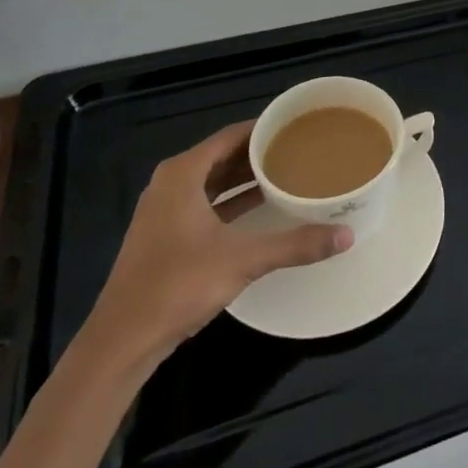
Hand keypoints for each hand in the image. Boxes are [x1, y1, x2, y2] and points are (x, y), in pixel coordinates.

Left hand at [83, 121, 351, 362]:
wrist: (121, 342)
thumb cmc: (177, 286)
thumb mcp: (242, 260)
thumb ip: (295, 244)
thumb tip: (346, 235)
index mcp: (182, 173)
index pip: (231, 135)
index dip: (264, 128)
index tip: (298, 124)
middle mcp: (171, 184)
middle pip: (223, 155)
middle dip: (259, 152)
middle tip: (300, 147)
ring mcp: (165, 211)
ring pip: (214, 181)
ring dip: (246, 177)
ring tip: (287, 171)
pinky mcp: (165, 236)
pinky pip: (206, 203)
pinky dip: (232, 200)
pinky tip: (261, 206)